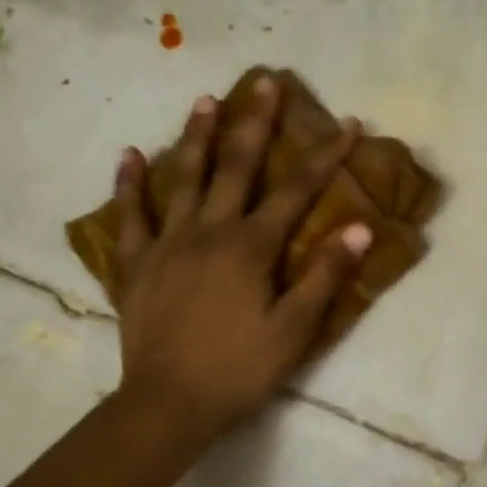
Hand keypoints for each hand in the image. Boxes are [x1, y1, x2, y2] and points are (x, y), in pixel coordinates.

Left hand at [112, 74, 371, 448]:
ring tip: (205, 100)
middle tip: (265, 81)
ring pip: (182, 179)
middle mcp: (208, 232)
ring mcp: (166, 245)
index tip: (346, 123)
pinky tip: (130, 155)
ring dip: (195, 137)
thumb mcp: (294, 330)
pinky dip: (129, 184)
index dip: (324, 156)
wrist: (168, 405)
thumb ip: (323, 276)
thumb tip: (357, 227)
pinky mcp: (137, 266)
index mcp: (250, 248)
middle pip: (235, 167)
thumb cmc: (238, 371)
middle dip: (254, 123)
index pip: (296, 191)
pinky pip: (130, 216)